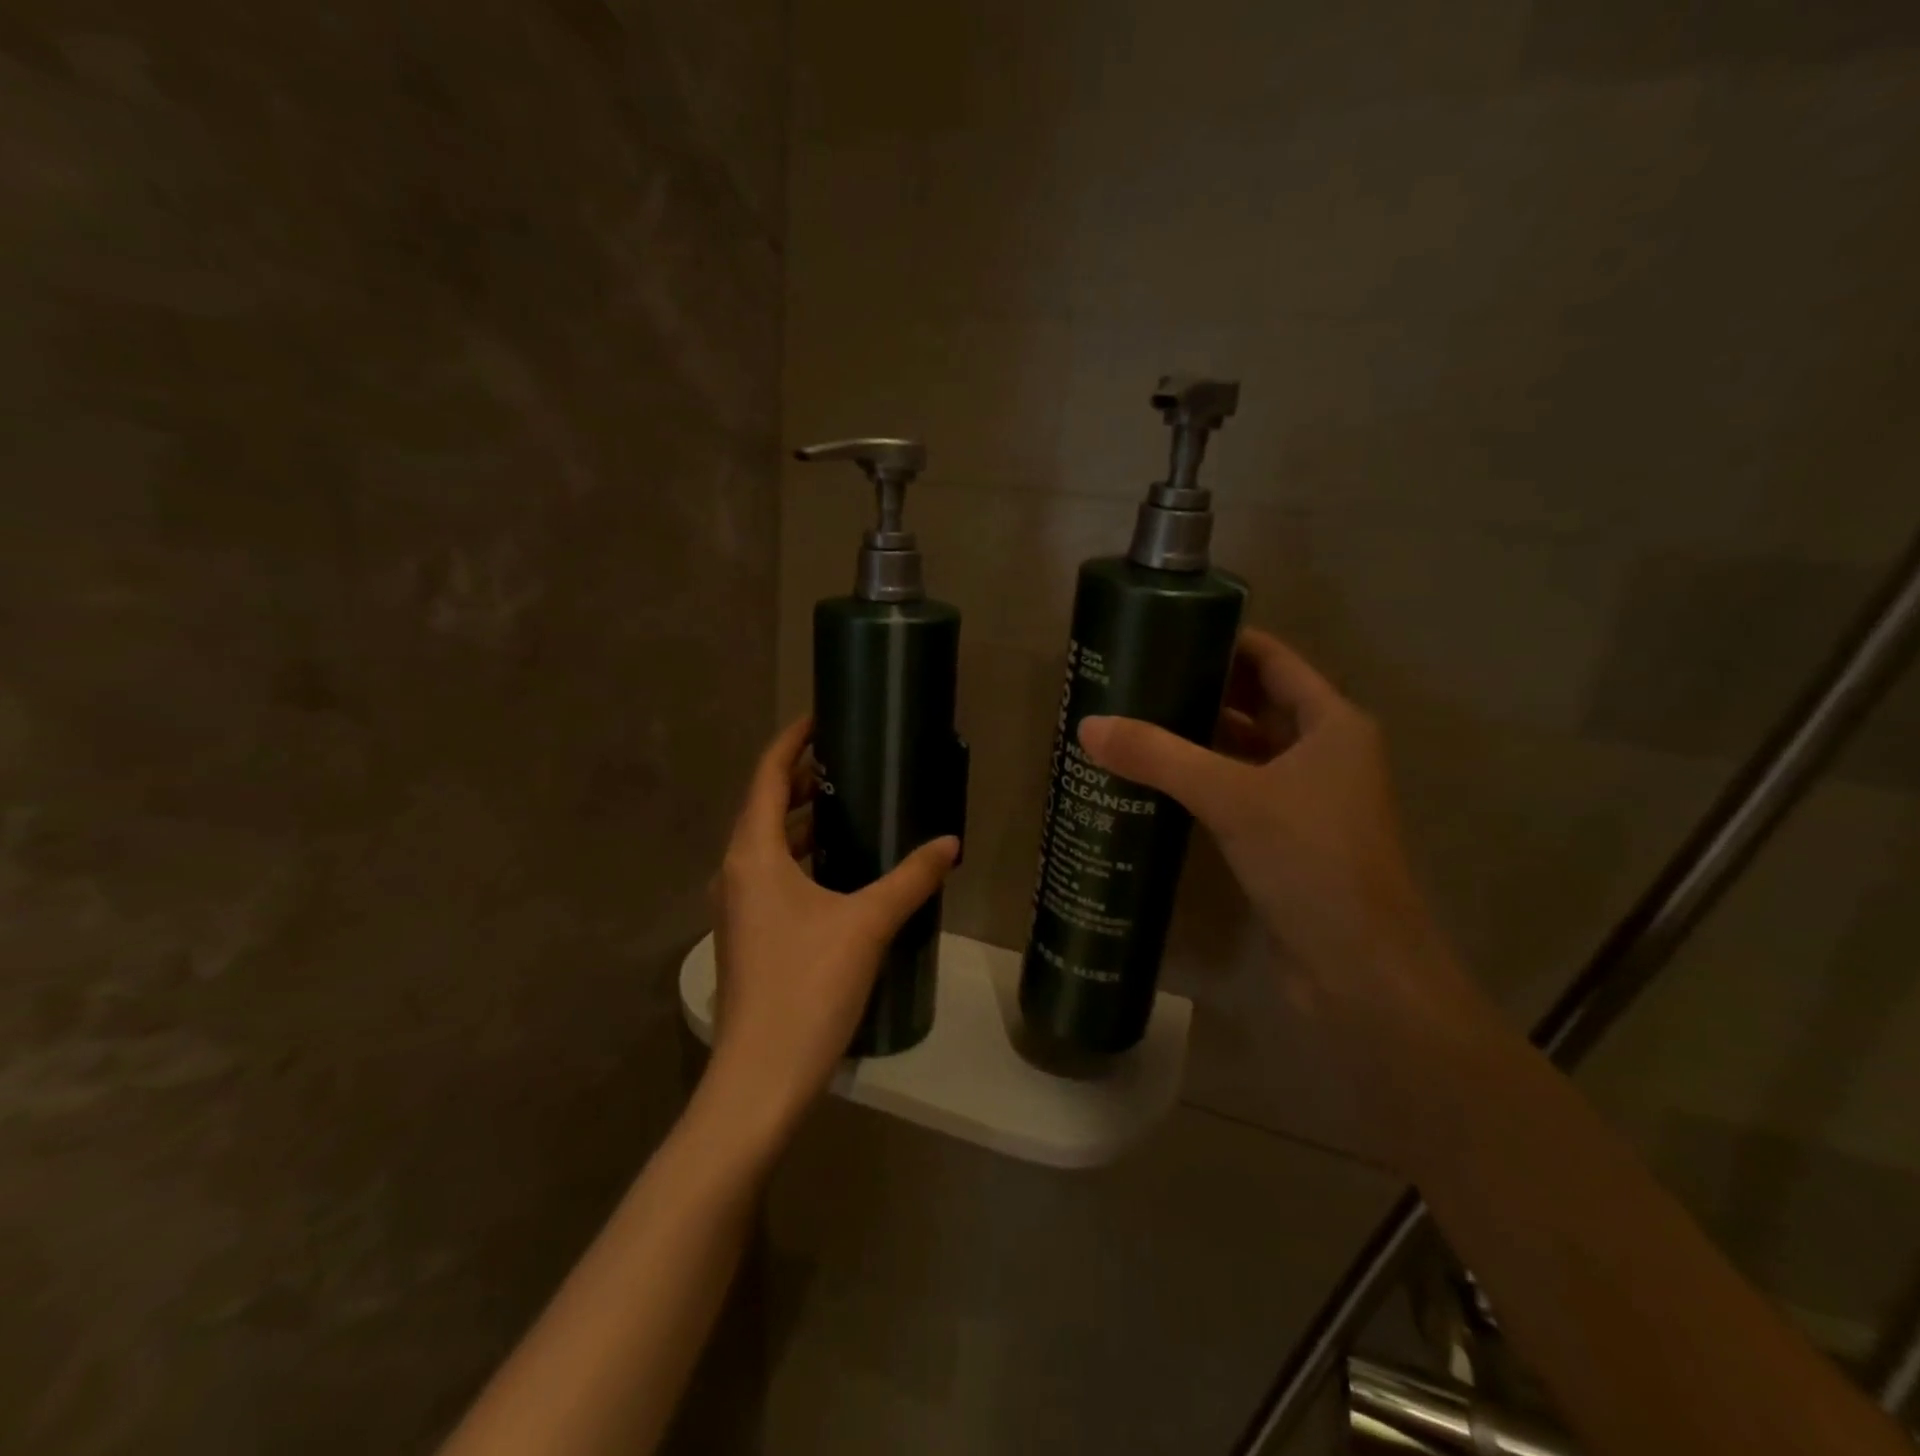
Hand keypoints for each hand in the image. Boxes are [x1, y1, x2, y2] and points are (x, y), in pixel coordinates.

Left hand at [703, 716, 957, 1141]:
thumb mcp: (868, 924)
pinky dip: (799, 856)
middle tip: (849, 761)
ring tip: (848, 807)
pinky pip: (770, 875)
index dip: (792, 742)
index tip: (823, 718)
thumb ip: (911, 878)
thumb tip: (950, 844)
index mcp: (752, 854)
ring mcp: (735, 906)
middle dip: (801, 779)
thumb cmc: (809, 987)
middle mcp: (734, 871)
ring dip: (800, 820)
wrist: (761, 1077)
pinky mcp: (746, 934)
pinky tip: (838, 869)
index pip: (766, 775)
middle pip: (763, 806)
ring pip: (766, 844)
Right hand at [1078, 629, 1488, 1047]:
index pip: (1271, 660)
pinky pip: (1235, 792)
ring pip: (1243, 751)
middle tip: (1135, 679)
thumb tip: (1089, 726)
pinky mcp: (1283, 839)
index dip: (1223, 641)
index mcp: (1331, 723)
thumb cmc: (1313, 862)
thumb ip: (1161, 758)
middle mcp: (1322, 752)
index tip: (1164, 631)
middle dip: (1200, 689)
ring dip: (1196, 738)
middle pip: (1255, 703)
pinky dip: (1199, 781)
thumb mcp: (1234, 798)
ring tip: (1132, 722)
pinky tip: (1153, 781)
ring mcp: (1304, 799)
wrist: (1361, 971)